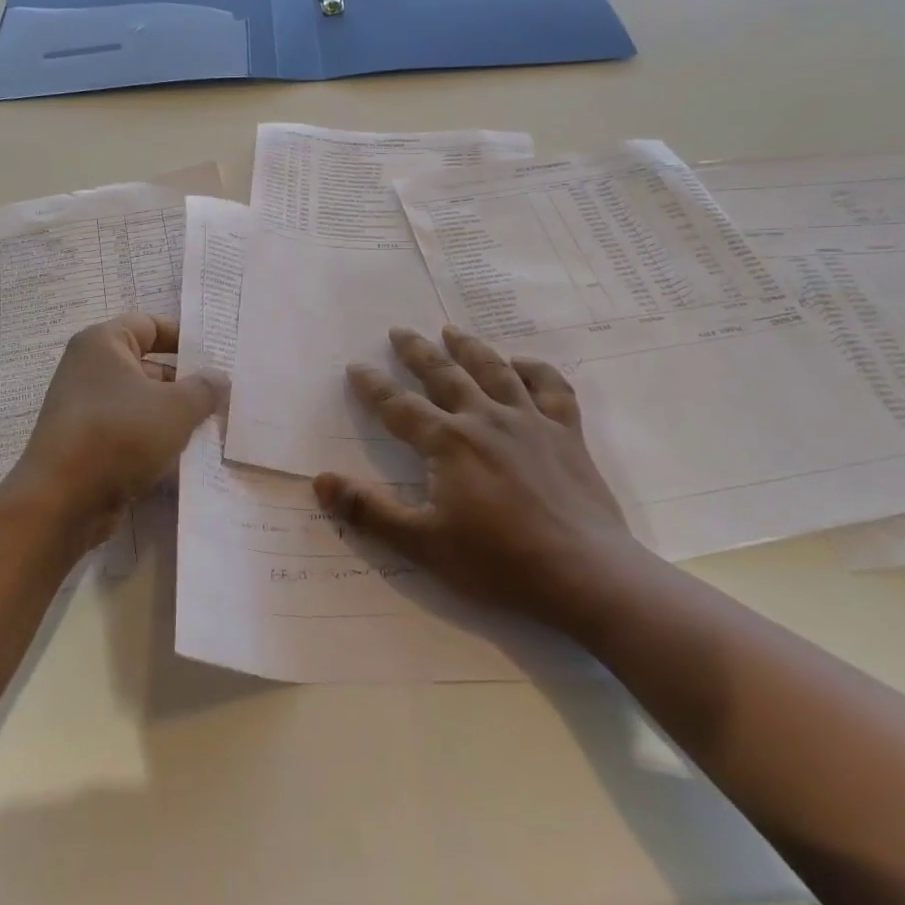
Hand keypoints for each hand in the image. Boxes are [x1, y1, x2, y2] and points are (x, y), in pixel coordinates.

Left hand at [9, 313, 226, 535]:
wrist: (61, 502)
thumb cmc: (119, 436)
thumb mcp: (175, 408)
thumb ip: (204, 389)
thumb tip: (218, 379)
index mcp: (103, 344)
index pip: (152, 325)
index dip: (186, 338)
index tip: (219, 356)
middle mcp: (90, 369)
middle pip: (149, 365)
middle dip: (186, 382)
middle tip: (226, 396)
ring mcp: (86, 409)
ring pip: (142, 403)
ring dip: (174, 415)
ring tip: (215, 426)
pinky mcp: (88, 444)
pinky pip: (130, 432)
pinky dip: (155, 440)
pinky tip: (187, 456)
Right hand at [313, 325, 643, 624]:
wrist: (584, 573)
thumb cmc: (497, 560)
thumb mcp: (422, 542)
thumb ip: (369, 510)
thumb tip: (321, 481)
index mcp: (449, 442)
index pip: (400, 407)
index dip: (374, 387)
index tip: (356, 366)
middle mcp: (486, 419)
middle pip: (445, 375)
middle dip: (418, 352)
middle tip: (400, 331)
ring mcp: (530, 422)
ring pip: (495, 371)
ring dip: (470, 348)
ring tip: (452, 330)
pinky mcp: (567, 434)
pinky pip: (552, 389)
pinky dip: (536, 370)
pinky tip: (523, 363)